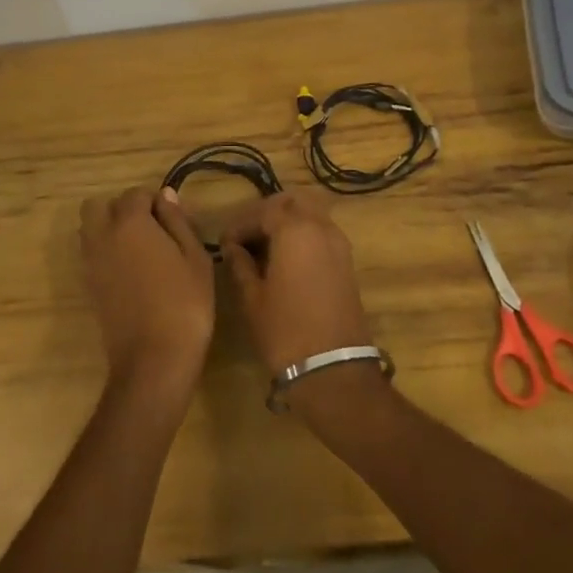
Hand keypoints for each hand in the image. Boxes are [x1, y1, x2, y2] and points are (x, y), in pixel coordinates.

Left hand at [79, 186, 214, 407]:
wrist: (153, 361)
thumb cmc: (184, 304)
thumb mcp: (195, 257)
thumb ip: (177, 221)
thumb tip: (165, 195)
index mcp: (130, 223)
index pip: (135, 194)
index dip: (155, 202)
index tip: (173, 221)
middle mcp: (103, 236)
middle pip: (98, 205)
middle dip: (120, 209)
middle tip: (149, 229)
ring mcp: (91, 262)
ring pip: (89, 229)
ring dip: (108, 228)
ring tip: (139, 250)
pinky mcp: (88, 286)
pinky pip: (90, 254)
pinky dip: (105, 252)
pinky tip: (130, 272)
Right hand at [219, 189, 373, 375]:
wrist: (333, 371)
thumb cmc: (285, 331)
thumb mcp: (253, 298)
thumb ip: (240, 265)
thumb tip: (232, 248)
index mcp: (295, 230)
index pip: (262, 211)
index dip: (240, 224)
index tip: (224, 243)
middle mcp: (321, 227)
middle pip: (292, 202)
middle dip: (267, 212)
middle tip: (246, 236)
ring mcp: (339, 243)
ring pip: (310, 214)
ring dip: (287, 222)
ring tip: (264, 248)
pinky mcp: (347, 262)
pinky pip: (321, 232)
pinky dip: (303, 235)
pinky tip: (285, 259)